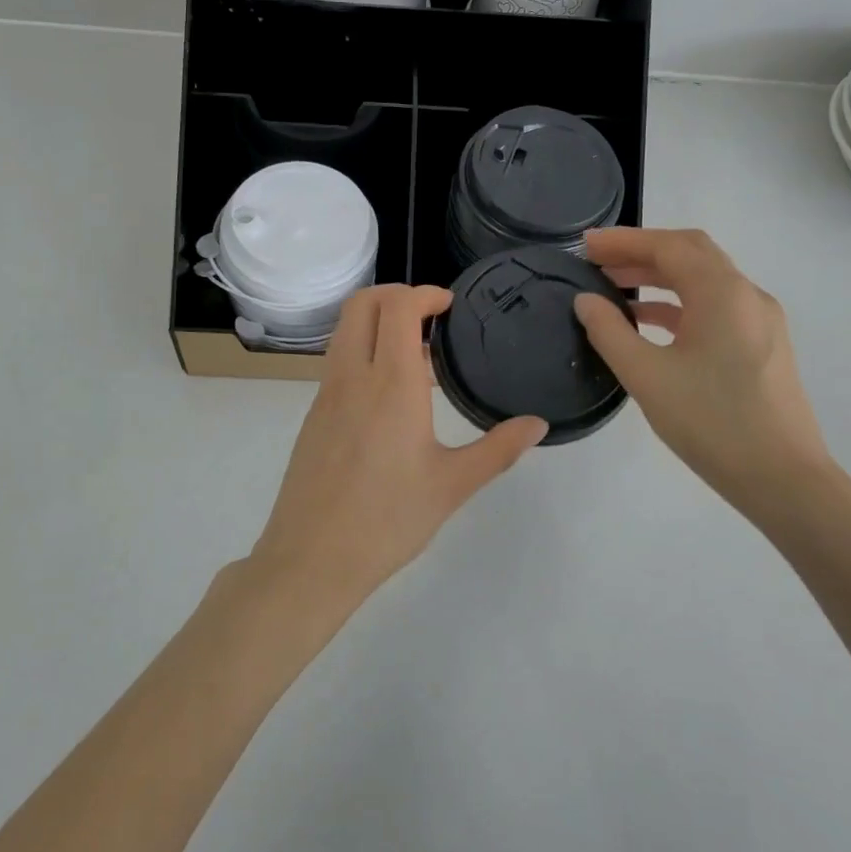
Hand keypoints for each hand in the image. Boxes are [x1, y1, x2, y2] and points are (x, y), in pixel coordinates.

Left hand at [251, 284, 546, 611]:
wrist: (312, 559)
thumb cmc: (388, 520)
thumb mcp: (452, 486)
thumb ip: (498, 449)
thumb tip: (538, 424)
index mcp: (391, 384)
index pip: (397, 307)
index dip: (424, 293)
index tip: (449, 305)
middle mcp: (352, 377)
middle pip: (361, 304)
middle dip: (395, 294)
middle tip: (430, 315)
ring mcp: (325, 395)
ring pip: (344, 331)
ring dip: (376, 323)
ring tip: (417, 356)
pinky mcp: (313, 416)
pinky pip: (337, 363)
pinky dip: (363, 352)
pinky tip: (390, 397)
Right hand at [573, 228, 834, 517]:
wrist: (784, 479)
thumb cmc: (712, 423)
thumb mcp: (647, 376)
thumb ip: (609, 332)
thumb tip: (586, 301)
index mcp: (723, 293)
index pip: (669, 247)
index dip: (624, 241)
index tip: (585, 246)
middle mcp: (747, 296)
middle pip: (691, 255)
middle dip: (642, 253)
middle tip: (598, 263)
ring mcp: (760, 321)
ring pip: (705, 282)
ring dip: (659, 278)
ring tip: (614, 290)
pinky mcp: (762, 347)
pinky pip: (716, 308)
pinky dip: (679, 304)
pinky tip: (649, 323)